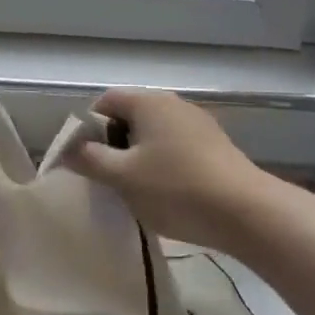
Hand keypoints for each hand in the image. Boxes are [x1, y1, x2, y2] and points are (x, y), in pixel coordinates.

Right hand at [63, 88, 267, 249]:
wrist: (246, 212)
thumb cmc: (176, 189)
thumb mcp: (123, 177)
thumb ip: (90, 160)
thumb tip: (68, 149)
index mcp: (148, 102)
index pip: (104, 102)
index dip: (87, 128)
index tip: (85, 160)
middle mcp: (173, 104)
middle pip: (129, 116)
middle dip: (113, 145)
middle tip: (108, 178)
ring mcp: (198, 124)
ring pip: (153, 134)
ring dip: (138, 157)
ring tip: (136, 190)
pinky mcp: (215, 146)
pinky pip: (176, 147)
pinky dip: (163, 165)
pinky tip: (167, 194)